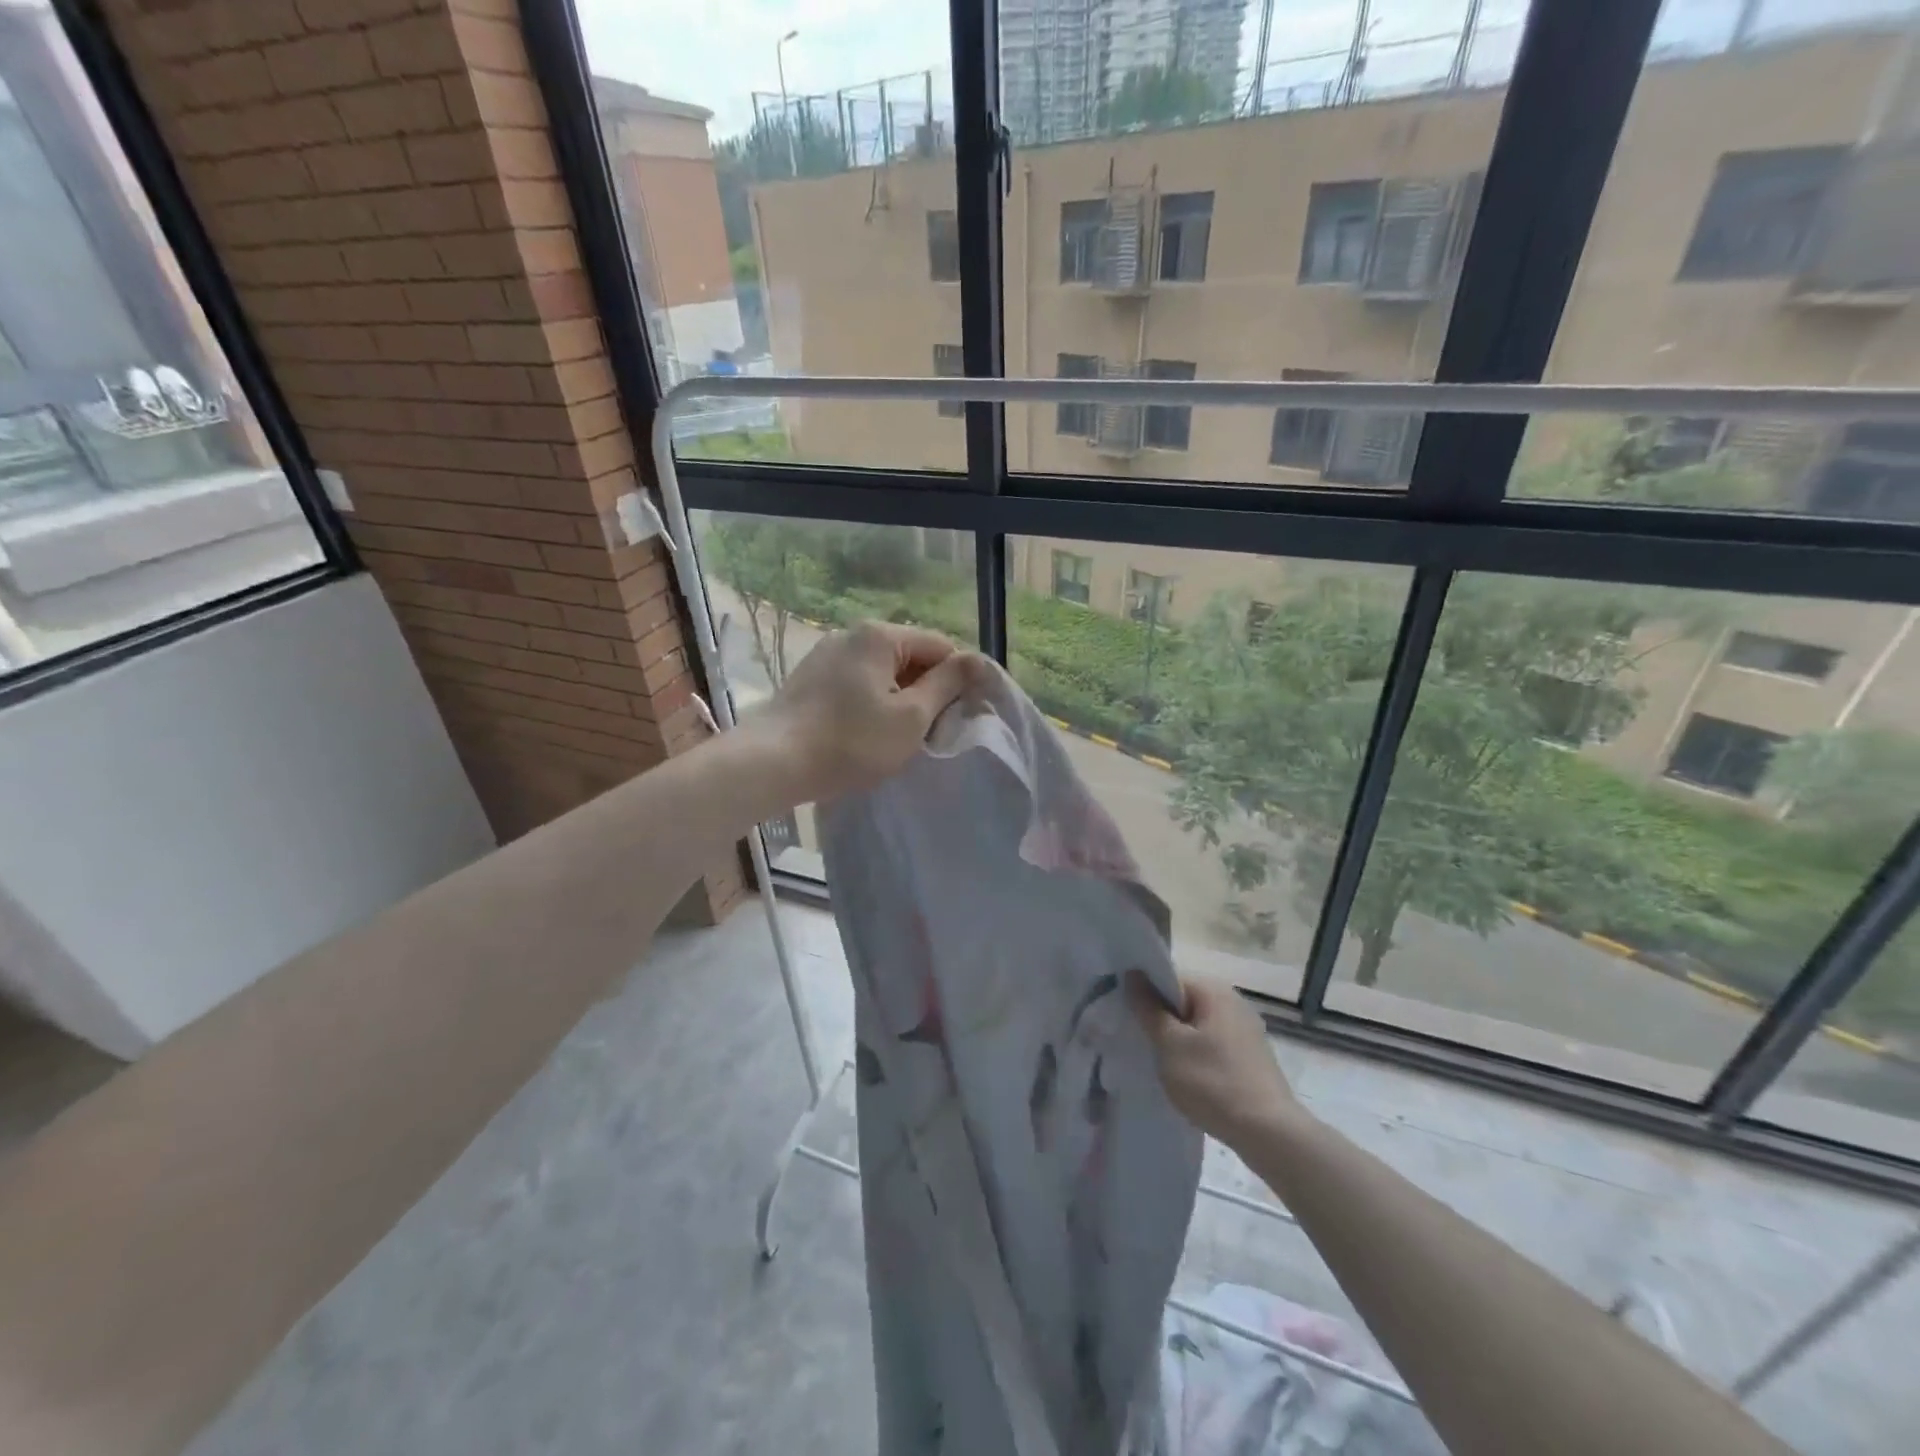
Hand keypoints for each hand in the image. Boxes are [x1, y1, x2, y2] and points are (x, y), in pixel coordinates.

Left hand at [755, 622, 982, 803]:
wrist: (773, 763)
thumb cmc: (851, 742)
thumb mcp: (911, 717)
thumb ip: (947, 684)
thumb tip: (977, 660)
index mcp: (880, 636)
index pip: (940, 646)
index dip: (959, 679)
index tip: (962, 715)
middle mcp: (851, 634)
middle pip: (909, 656)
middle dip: (927, 689)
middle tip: (932, 730)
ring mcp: (826, 654)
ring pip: (882, 671)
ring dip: (899, 698)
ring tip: (899, 735)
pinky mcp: (810, 677)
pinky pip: (856, 682)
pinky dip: (871, 701)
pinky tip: (866, 732)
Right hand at [1128, 973, 1302, 1147]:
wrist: (1269, 1133)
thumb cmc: (1213, 1082)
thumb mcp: (1170, 1044)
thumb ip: (1148, 1008)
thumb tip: (1132, 973)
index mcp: (1214, 990)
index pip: (1168, 979)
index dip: (1146, 998)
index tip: (1131, 1021)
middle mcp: (1233, 1001)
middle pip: (1183, 1002)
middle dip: (1162, 1022)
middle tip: (1144, 1046)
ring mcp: (1246, 1030)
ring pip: (1198, 1027)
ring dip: (1179, 1042)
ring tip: (1164, 1066)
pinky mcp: (1252, 1057)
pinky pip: (1213, 1046)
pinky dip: (1198, 1057)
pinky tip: (1191, 1080)